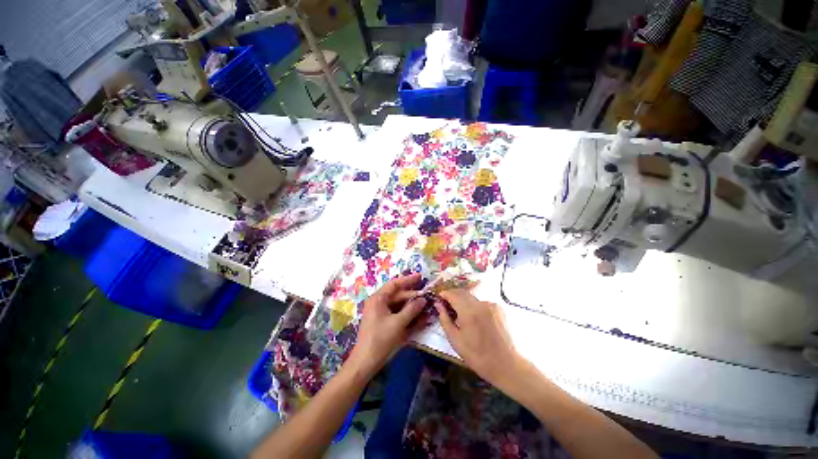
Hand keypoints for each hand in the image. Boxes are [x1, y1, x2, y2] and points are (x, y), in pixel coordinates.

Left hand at [347, 273, 427, 377]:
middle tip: (426, 295)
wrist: (365, 361)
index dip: (408, 280)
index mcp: (378, 298)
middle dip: (412, 295)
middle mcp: (378, 302)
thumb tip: (423, 300)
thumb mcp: (398, 323)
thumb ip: (412, 309)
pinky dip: (406, 314)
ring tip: (424, 305)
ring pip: (398, 304)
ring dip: (411, 305)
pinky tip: (417, 316)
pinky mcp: (382, 321)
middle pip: (397, 294)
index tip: (420, 276)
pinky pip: (396, 313)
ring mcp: (380, 312)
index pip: (395, 284)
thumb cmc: (380, 339)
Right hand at [435, 290, 520, 385]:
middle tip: (446, 304)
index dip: (444, 294)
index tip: (439, 298)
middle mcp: (480, 303)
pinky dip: (475, 307)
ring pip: (472, 298)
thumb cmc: (477, 355)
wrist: (505, 365)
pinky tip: (476, 319)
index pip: (453, 294)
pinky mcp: (499, 309)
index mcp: (469, 311)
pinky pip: (482, 303)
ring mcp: (491, 305)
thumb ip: (445, 319)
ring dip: (464, 301)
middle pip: (463, 292)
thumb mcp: (455, 340)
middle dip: (453, 295)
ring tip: (461, 314)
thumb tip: (438, 305)